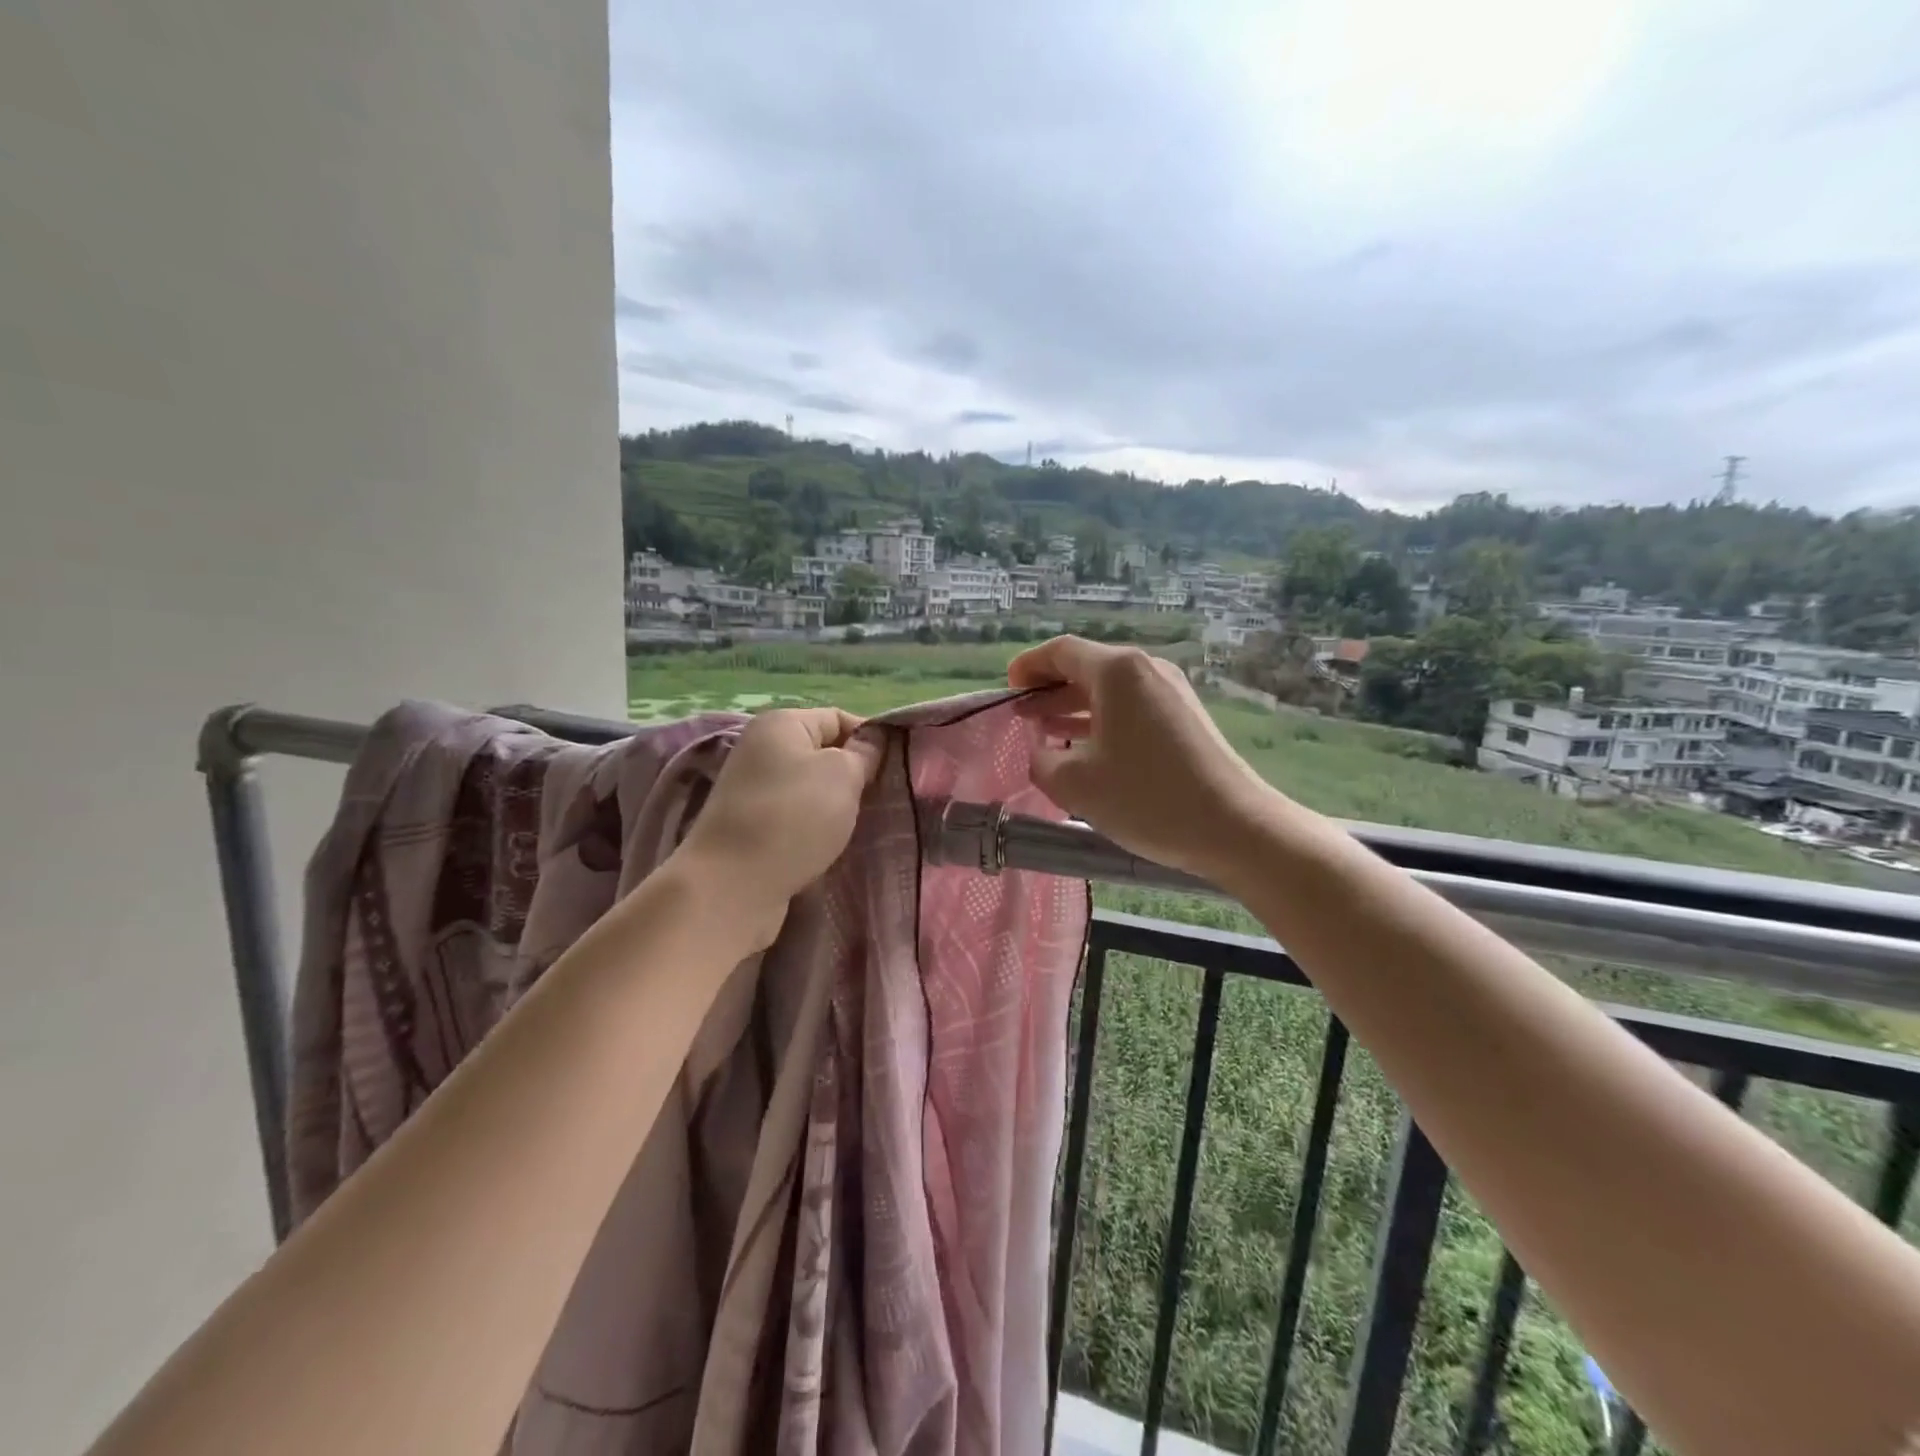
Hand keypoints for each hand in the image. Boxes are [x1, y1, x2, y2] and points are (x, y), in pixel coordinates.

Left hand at [674, 708, 882, 944]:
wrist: (732, 885)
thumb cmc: (793, 817)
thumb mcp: (842, 776)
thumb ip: (864, 753)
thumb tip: (872, 740)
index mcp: (781, 723)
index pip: (839, 718)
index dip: (870, 740)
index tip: (895, 770)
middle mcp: (761, 748)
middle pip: (823, 752)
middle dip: (854, 774)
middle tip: (882, 799)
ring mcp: (752, 788)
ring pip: (810, 787)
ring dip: (836, 804)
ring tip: (861, 824)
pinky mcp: (750, 825)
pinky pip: (794, 815)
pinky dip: (814, 826)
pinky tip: (831, 843)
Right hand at [1008, 636, 1281, 883]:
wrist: (1234, 826)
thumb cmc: (1147, 797)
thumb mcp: (1076, 783)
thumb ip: (1042, 761)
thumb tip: (1042, 754)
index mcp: (1117, 672)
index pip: (1061, 651)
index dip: (1028, 667)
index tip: (1008, 689)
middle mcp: (1146, 670)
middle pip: (1086, 667)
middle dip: (1049, 690)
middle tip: (1021, 716)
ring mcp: (1171, 692)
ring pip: (1109, 690)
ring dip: (1074, 708)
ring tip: (1045, 733)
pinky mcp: (1185, 717)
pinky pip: (1131, 707)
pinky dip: (1102, 720)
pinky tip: (1086, 750)